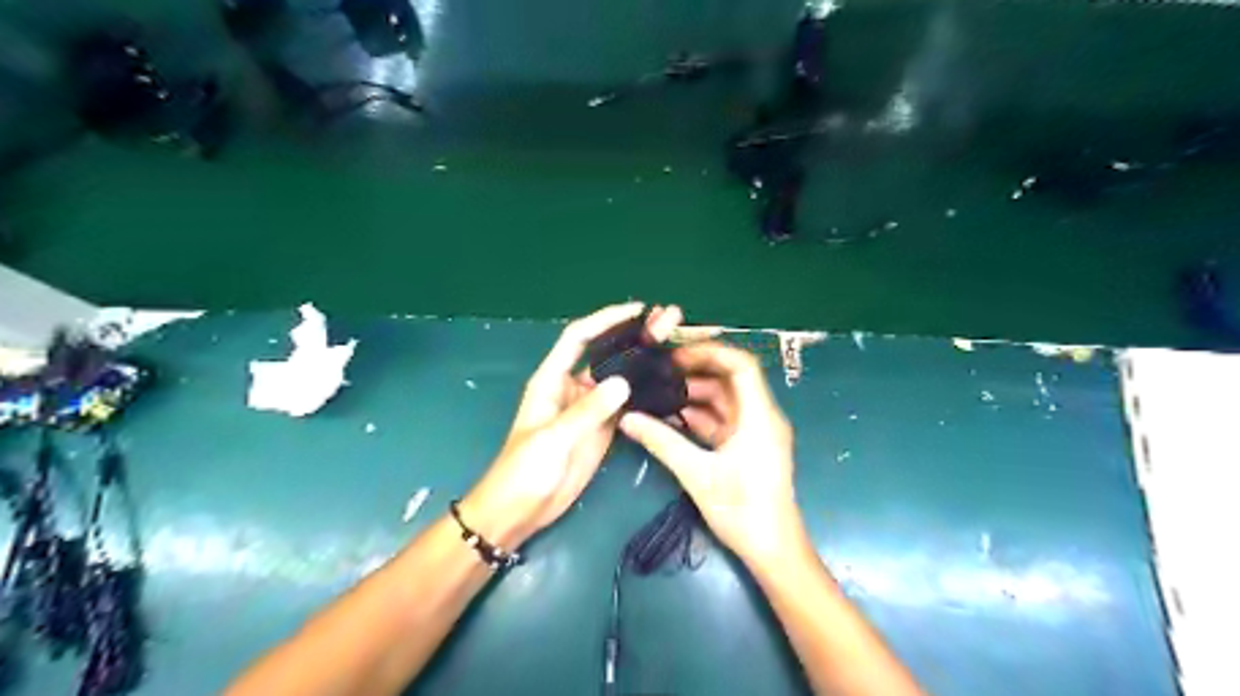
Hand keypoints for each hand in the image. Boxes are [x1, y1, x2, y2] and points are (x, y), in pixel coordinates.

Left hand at [462, 302, 683, 548]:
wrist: (519, 510)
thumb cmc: (524, 470)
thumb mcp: (553, 438)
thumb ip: (587, 411)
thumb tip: (623, 382)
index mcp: (552, 380)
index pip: (579, 338)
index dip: (605, 319)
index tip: (636, 310)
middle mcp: (573, 388)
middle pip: (605, 353)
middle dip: (632, 337)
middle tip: (667, 324)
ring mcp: (589, 409)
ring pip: (619, 377)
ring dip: (642, 363)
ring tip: (673, 348)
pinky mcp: (602, 430)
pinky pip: (625, 405)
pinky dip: (644, 394)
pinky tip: (666, 385)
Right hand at [619, 343, 803, 564]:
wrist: (772, 550)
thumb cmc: (742, 511)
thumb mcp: (697, 474)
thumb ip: (662, 442)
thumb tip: (628, 418)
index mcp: (759, 416)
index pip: (741, 365)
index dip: (710, 353)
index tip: (675, 356)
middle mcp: (760, 416)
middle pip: (729, 380)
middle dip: (694, 372)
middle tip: (657, 372)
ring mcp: (753, 431)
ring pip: (722, 400)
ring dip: (693, 395)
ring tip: (656, 392)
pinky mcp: (746, 446)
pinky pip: (720, 420)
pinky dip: (697, 416)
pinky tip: (668, 417)